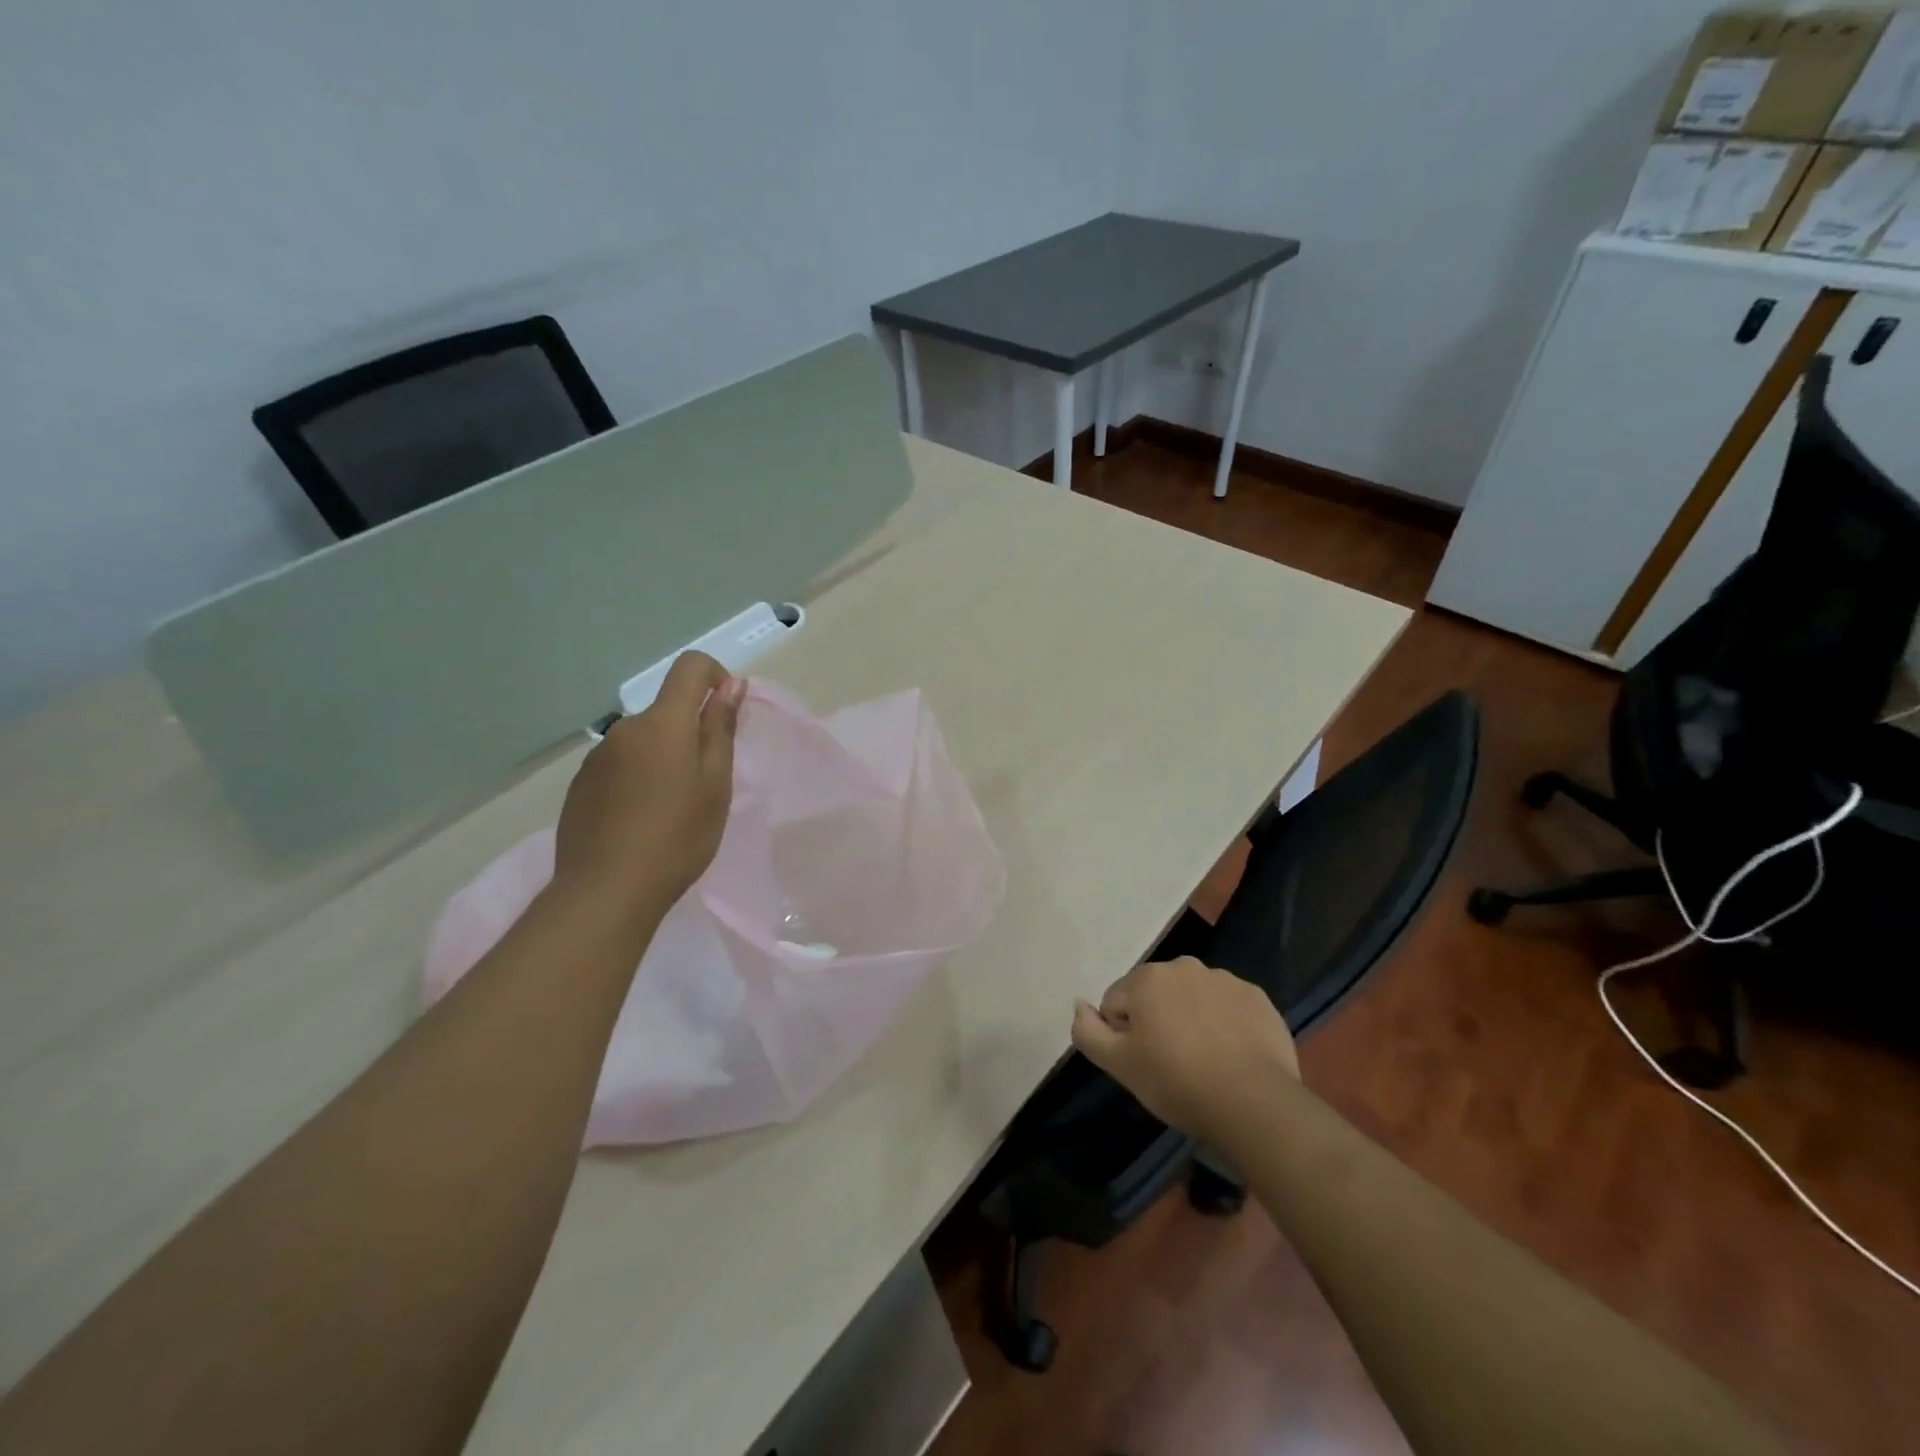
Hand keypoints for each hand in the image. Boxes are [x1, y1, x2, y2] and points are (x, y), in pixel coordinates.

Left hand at [553, 652, 745, 913]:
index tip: (727, 712)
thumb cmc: (678, 836)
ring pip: (644, 741)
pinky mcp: (580, 785)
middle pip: (667, 710)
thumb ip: (720, 729)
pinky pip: (620, 765)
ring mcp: (597, 757)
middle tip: (707, 783)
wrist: (607, 891)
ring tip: (672, 809)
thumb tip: (730, 686)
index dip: (716, 677)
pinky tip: (641, 820)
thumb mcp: (716, 784)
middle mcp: (625, 729)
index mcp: (662, 723)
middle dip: (692, 731)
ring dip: (664, 757)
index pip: (690, 667)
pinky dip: (638, 778)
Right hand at [1071, 957, 1299, 1142]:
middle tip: (1171, 1064)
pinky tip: (1232, 1055)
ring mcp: (1224, 979)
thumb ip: (1087, 1031)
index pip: (1116, 1003)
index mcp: (1147, 978)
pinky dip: (1224, 1024)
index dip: (1124, 1036)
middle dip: (1157, 1021)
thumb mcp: (1119, 1065)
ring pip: (1192, 998)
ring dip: (1190, 1020)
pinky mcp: (1256, 998)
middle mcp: (1184, 966)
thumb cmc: (1176, 1081)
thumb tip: (1079, 1005)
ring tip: (1204, 1062)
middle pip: (1155, 995)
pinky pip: (1227, 1007)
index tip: (1144, 1063)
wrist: (1254, 1103)